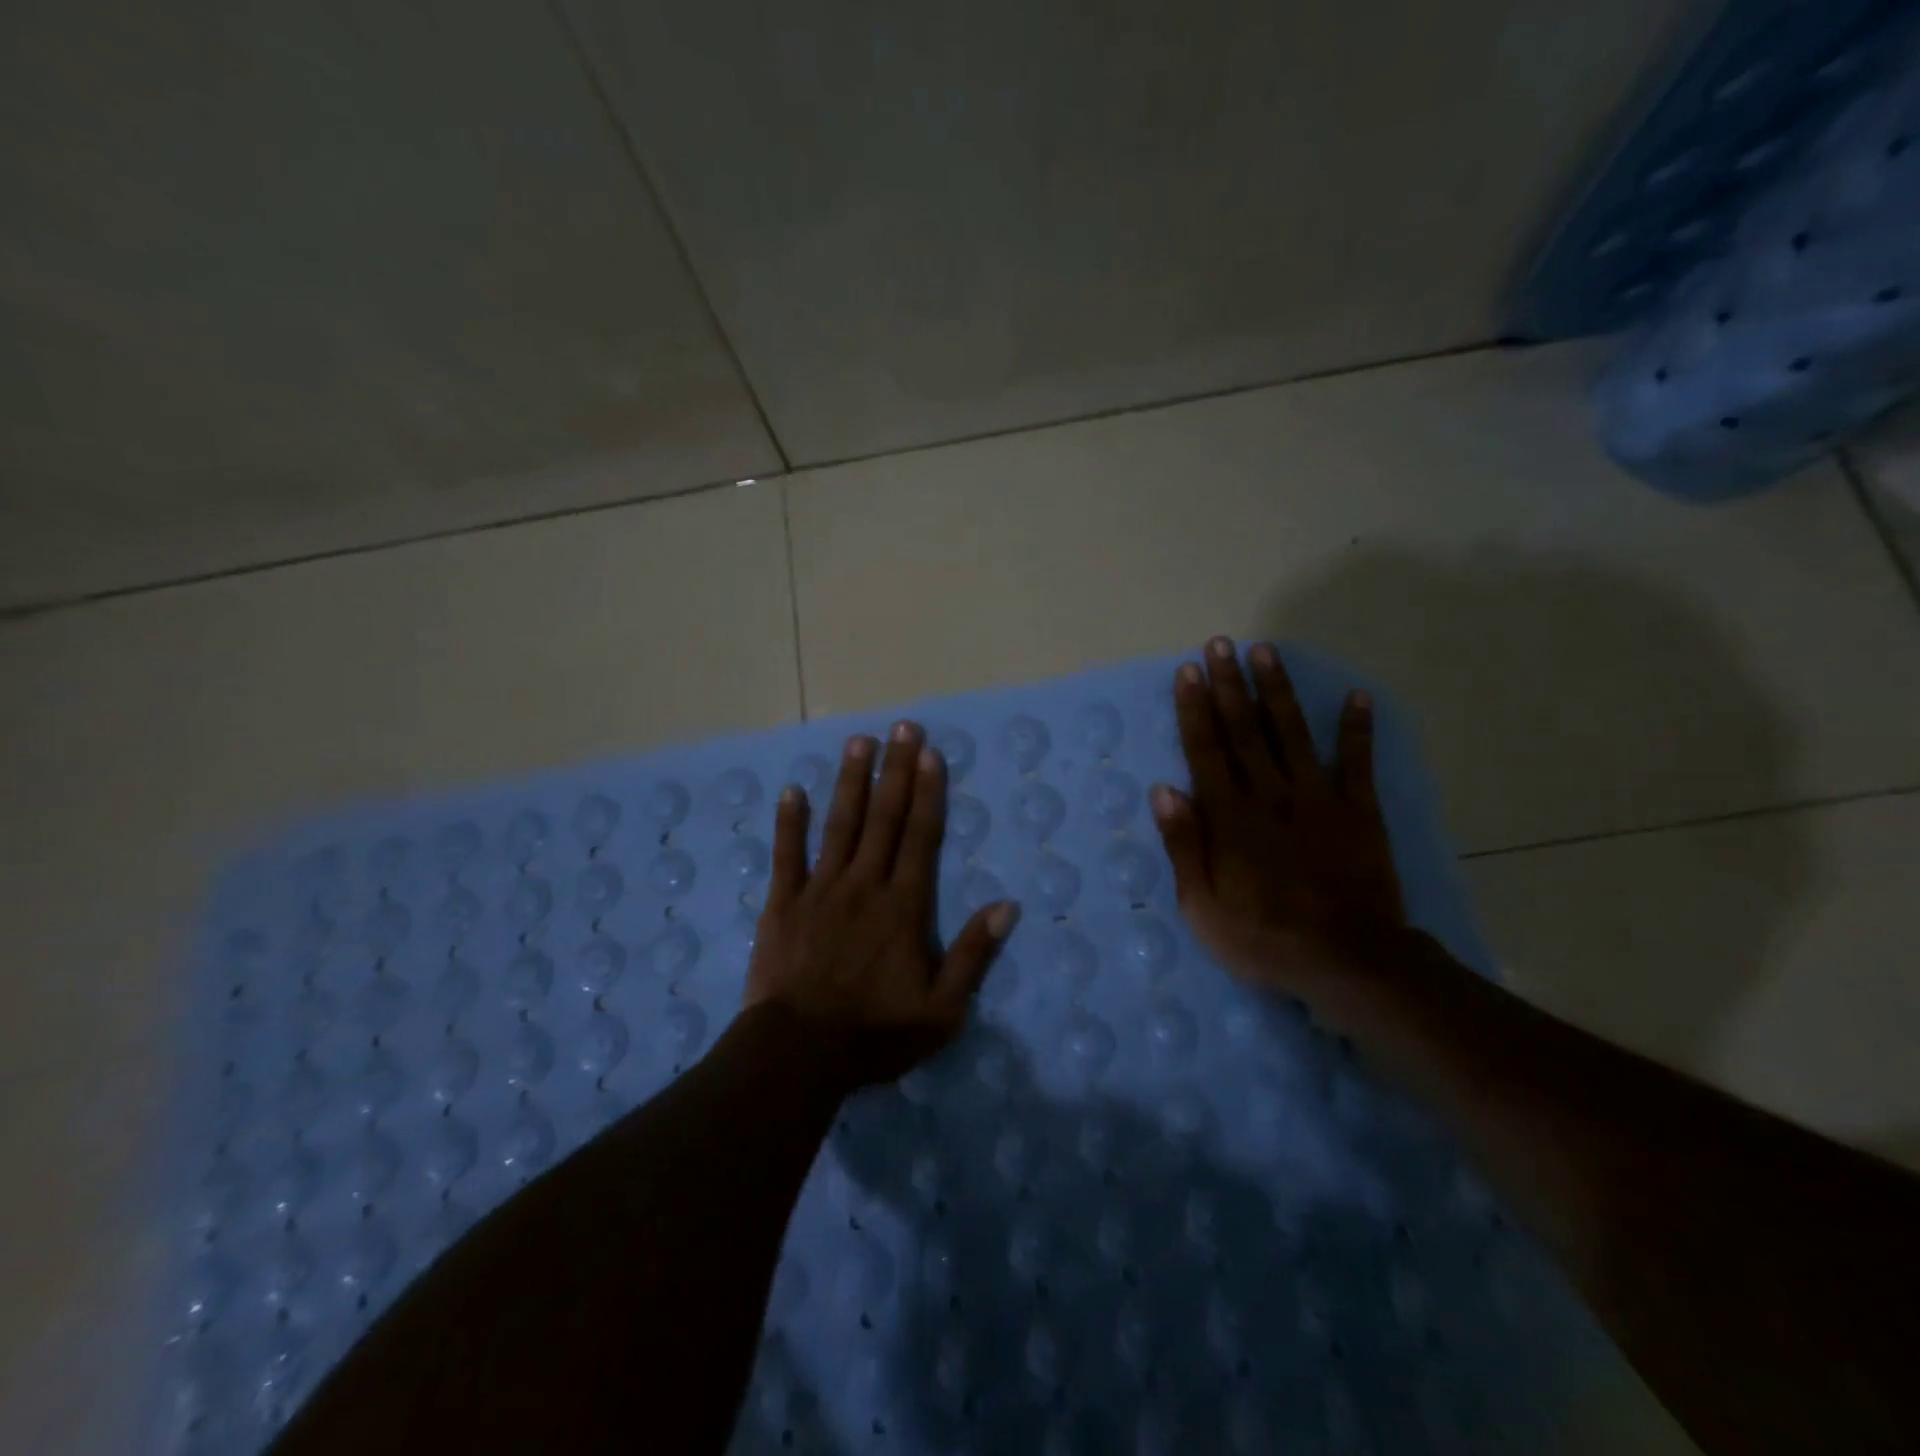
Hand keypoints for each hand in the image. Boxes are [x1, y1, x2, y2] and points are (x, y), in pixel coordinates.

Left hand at [744, 722, 1018, 1087]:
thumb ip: (973, 955)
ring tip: (858, 742)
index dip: (928, 792)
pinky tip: (792, 791)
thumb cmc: (876, 1033)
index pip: (921, 836)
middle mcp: (864, 885)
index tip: (930, 753)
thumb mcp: (942, 1010)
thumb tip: (1007, 906)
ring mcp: (820, 890)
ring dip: (851, 782)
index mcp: (903, 906)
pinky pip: (786, 855)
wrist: (799, 1054)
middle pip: (884, 818)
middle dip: (896, 770)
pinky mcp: (782, 904)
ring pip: (839, 825)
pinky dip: (789, 822)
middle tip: (902, 727)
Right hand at [1151, 636, 1406, 998]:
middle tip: (1220, 644)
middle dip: (1229, 684)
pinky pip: (1359, 762)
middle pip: (1245, 729)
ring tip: (1266, 652)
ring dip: (1278, 690)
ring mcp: (1318, 798)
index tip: (1188, 671)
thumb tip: (1164, 791)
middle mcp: (1270, 794)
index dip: (1195, 708)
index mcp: (1230, 816)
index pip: (1206, 750)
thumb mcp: (1202, 905)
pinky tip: (1357, 696)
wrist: (1348, 962)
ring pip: (1293, 733)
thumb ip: (1184, 845)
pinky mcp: (1358, 811)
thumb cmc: (1263, 938)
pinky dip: (1359, 729)